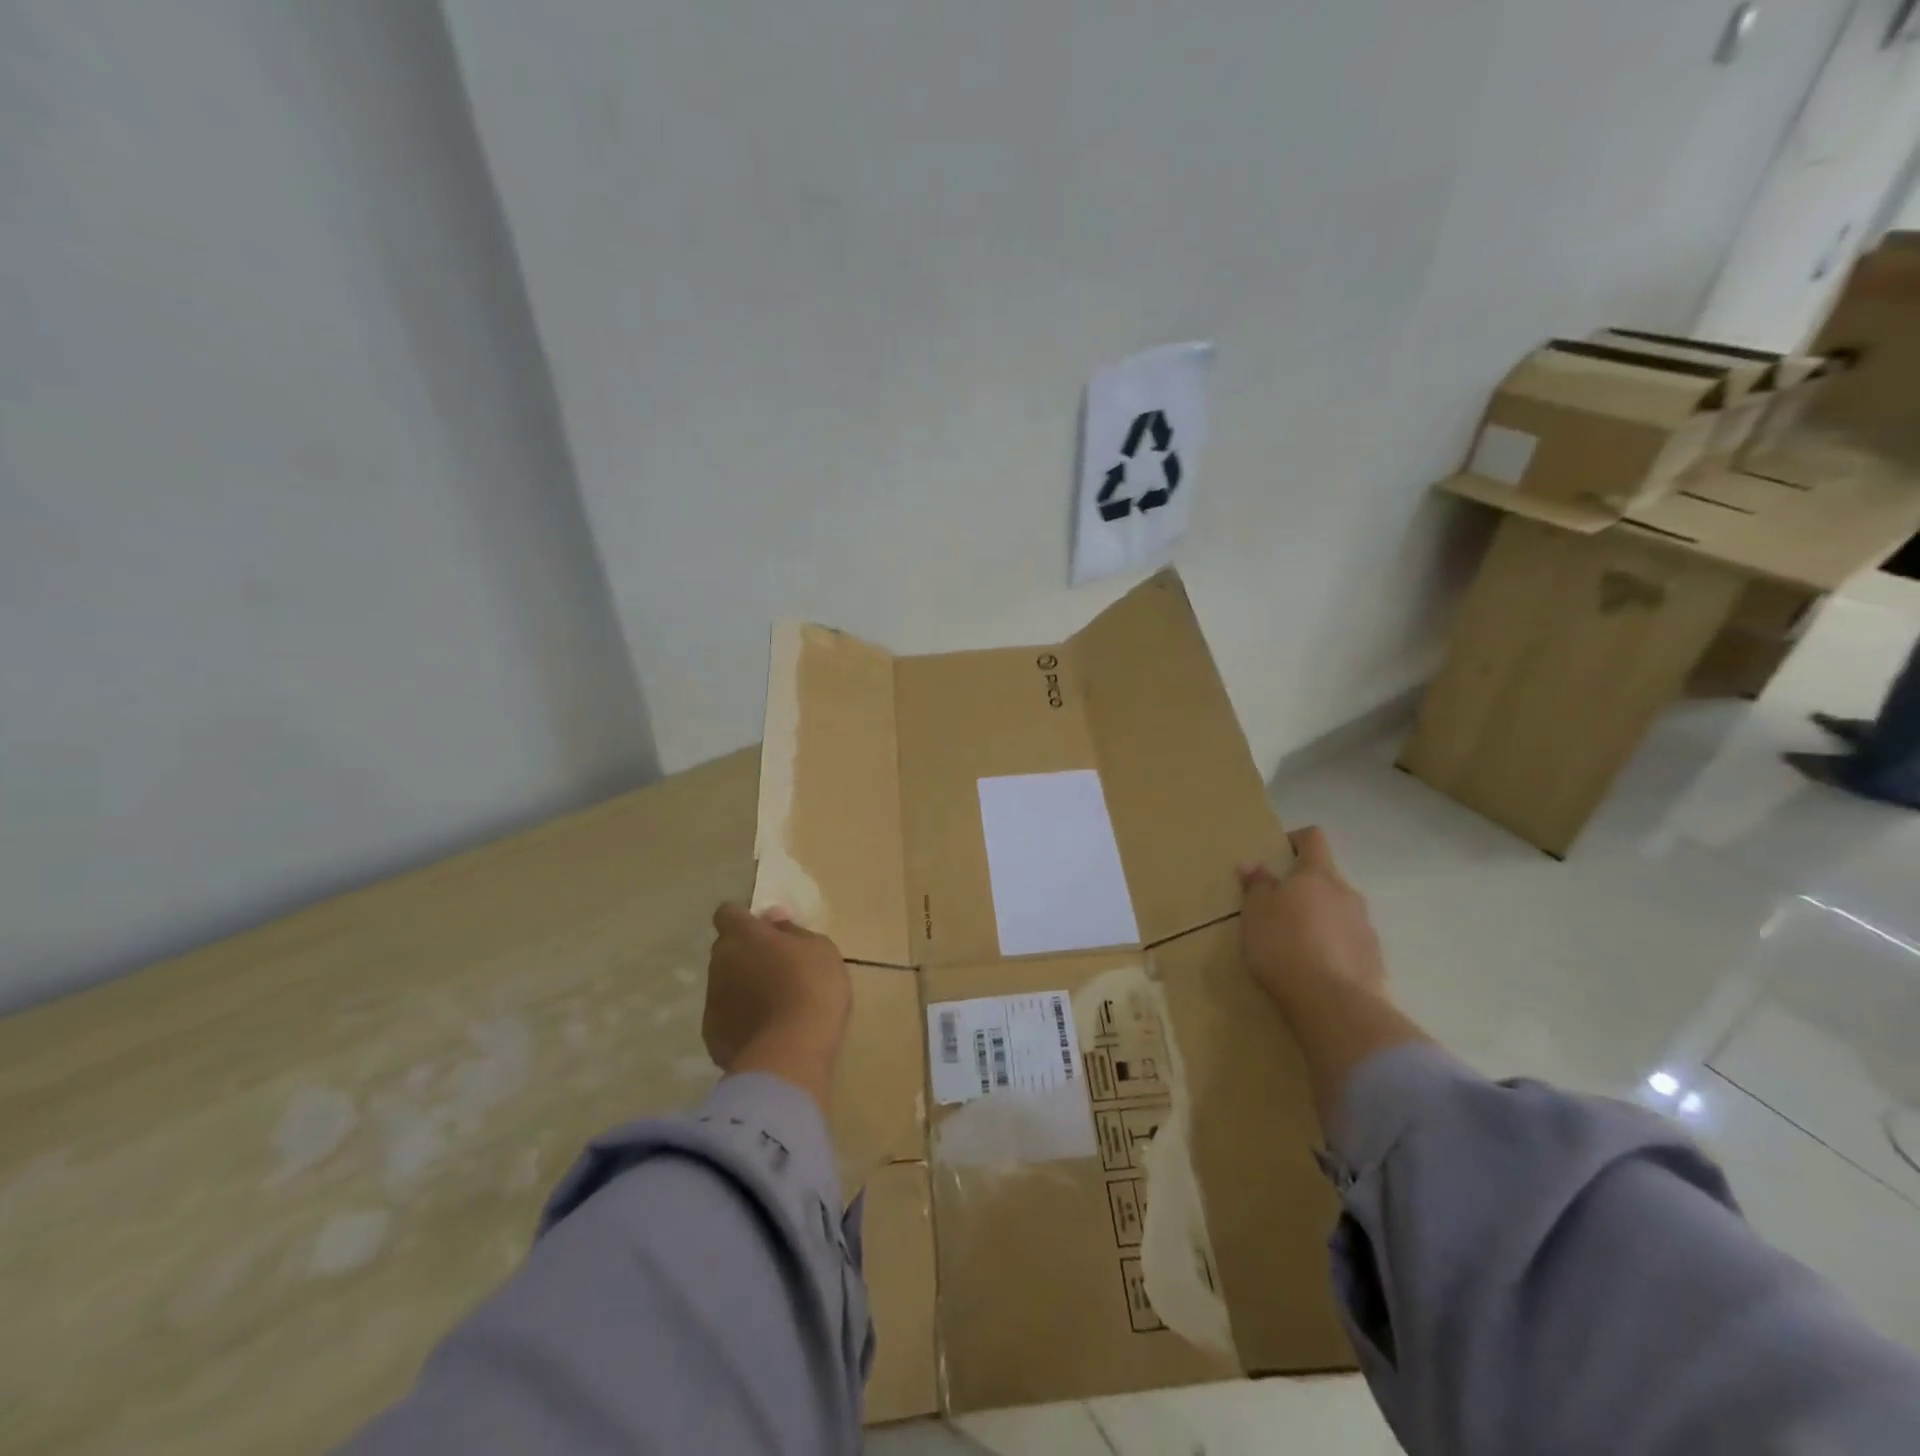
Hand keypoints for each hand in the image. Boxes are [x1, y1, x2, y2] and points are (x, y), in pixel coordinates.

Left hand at [704, 903, 851, 1109]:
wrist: (792, 1052)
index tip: (765, 930)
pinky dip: (740, 1019)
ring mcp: (712, 1001)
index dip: (743, 919)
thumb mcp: (819, 948)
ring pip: (724, 984)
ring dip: (742, 987)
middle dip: (745, 953)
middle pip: (726, 949)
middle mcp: (720, 963)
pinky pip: (725, 1018)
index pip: (727, 913)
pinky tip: (766, 1031)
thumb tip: (772, 919)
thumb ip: (792, 930)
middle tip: (777, 968)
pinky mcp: (712, 1036)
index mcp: (743, 936)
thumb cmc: (812, 987)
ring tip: (774, 1005)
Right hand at [1239, 826, 1387, 1020]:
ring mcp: (1365, 926)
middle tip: (1278, 909)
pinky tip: (1315, 968)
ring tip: (1296, 944)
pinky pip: (1349, 941)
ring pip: (1339, 911)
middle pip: (1326, 878)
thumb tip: (1254, 864)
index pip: (1313, 838)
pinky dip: (1333, 947)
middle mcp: (1347, 893)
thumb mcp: (1255, 913)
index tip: (1278, 855)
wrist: (1332, 1003)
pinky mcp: (1375, 959)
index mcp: (1317, 875)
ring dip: (1320, 919)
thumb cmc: (1284, 945)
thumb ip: (1257, 886)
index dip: (1296, 840)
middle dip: (1304, 888)